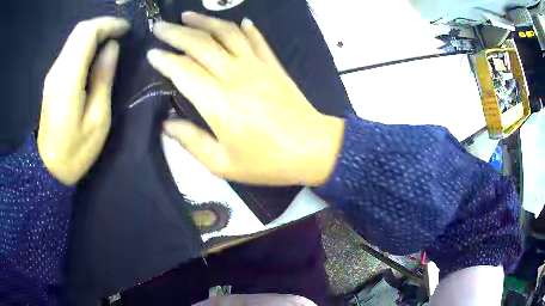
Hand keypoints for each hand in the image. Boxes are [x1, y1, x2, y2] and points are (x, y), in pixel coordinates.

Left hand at [38, 17, 129, 184]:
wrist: (48, 169)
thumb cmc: (75, 152)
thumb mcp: (97, 121)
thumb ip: (103, 79)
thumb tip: (112, 49)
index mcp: (68, 79)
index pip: (87, 33)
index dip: (109, 25)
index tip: (126, 30)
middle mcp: (58, 70)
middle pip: (80, 31)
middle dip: (103, 26)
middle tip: (121, 35)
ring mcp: (53, 74)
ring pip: (74, 38)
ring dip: (95, 34)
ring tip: (112, 43)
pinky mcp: (52, 79)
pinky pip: (70, 50)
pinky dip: (85, 45)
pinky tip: (96, 55)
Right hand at [148, 12, 343, 185]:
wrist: (313, 149)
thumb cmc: (268, 162)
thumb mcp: (223, 164)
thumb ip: (192, 142)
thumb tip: (167, 125)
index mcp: (218, 103)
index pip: (183, 70)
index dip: (165, 59)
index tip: (151, 53)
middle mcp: (235, 76)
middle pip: (200, 44)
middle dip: (176, 33)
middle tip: (159, 26)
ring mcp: (257, 66)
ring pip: (226, 34)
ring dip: (205, 21)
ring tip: (187, 15)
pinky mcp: (273, 65)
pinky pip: (256, 40)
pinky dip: (245, 28)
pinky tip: (238, 21)